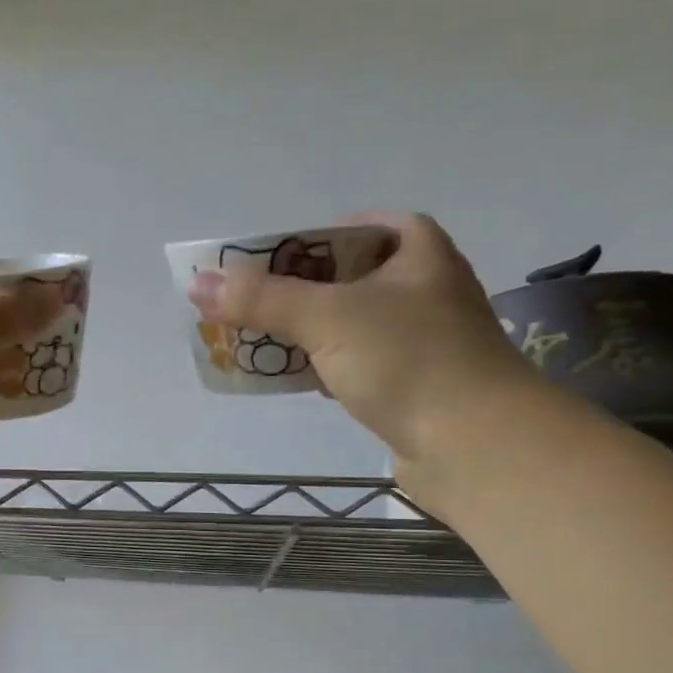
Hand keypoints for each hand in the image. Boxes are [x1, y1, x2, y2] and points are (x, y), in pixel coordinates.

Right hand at [187, 213, 537, 496]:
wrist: (474, 444)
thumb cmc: (407, 360)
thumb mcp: (327, 318)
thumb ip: (261, 299)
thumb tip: (198, 284)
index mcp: (419, 252)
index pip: (358, 228)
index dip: (313, 239)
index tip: (274, 260)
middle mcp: (426, 288)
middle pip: (349, 278)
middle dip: (300, 292)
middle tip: (255, 304)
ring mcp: (423, 340)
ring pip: (351, 325)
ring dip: (309, 334)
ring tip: (262, 343)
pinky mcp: (414, 386)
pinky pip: (359, 364)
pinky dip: (328, 368)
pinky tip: (298, 381)